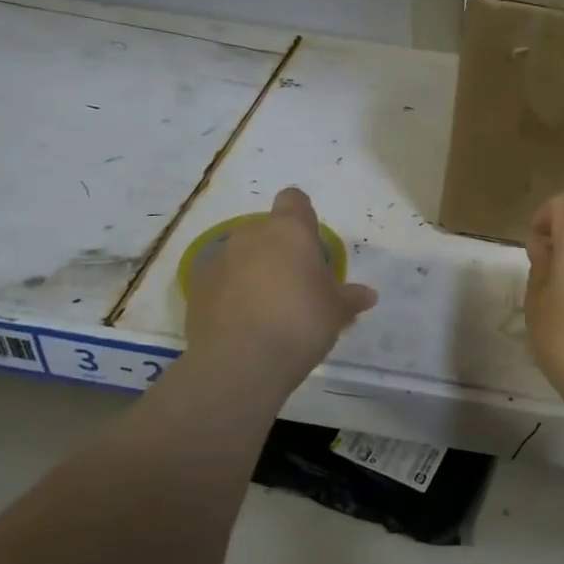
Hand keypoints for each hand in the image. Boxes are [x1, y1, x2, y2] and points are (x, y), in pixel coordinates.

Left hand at [184, 188, 376, 388]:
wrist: (240, 363)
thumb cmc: (300, 324)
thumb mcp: (337, 312)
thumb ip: (350, 298)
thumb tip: (368, 294)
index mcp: (290, 230)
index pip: (294, 200)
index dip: (302, 217)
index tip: (311, 244)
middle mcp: (251, 234)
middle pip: (268, 231)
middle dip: (279, 250)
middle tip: (295, 285)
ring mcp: (219, 258)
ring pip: (241, 254)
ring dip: (252, 271)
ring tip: (266, 308)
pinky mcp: (196, 285)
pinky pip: (219, 279)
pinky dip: (228, 292)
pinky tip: (241, 321)